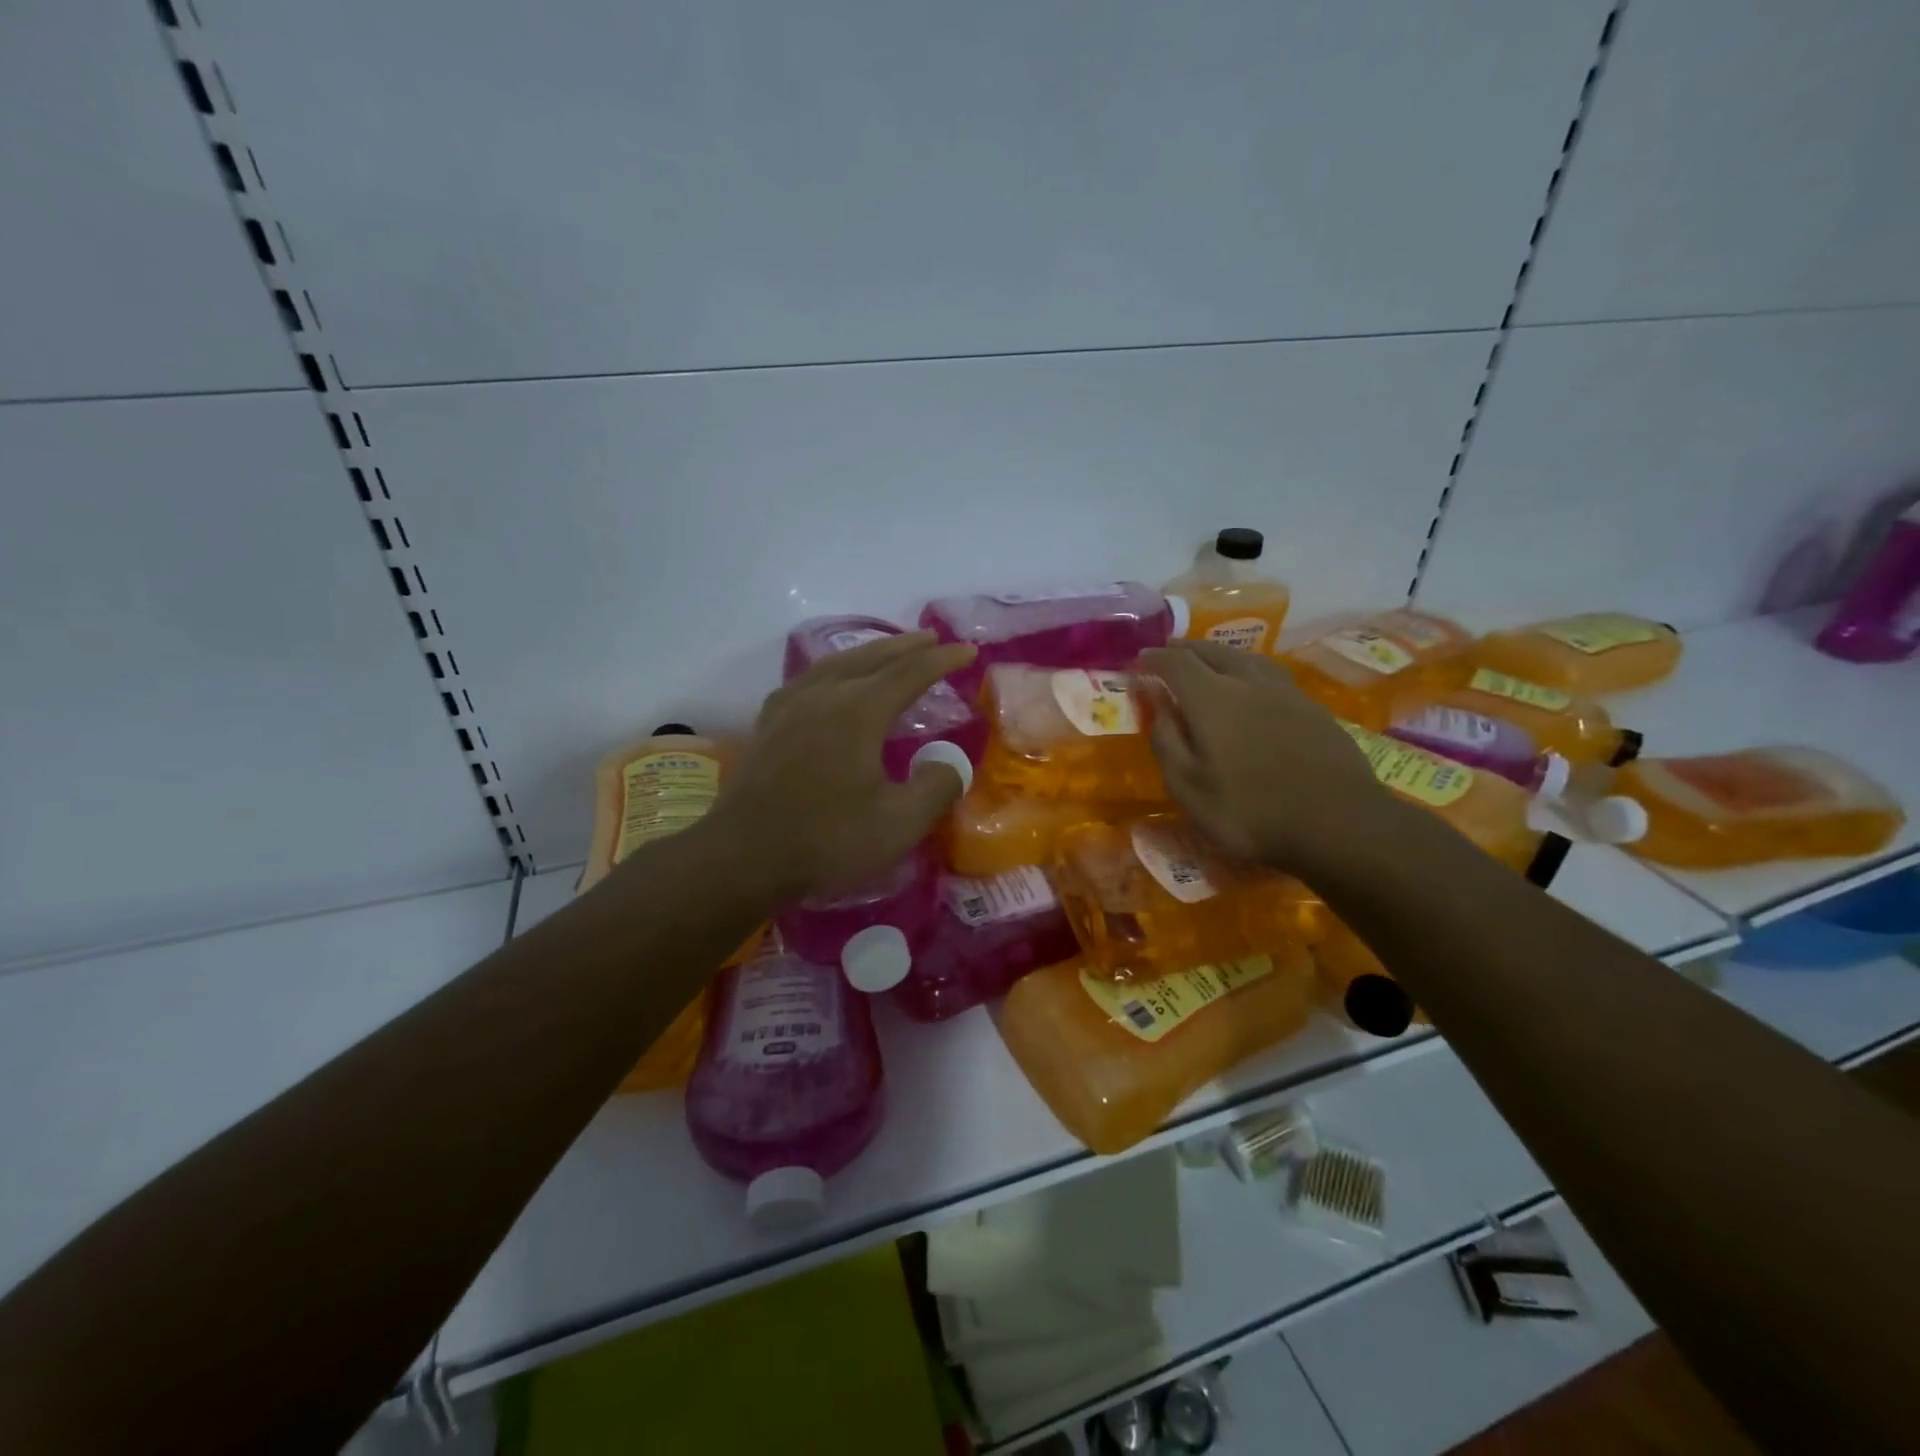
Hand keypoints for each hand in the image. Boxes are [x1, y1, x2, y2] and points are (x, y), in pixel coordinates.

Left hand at [702, 631, 977, 903]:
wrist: (742, 857)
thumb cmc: (826, 840)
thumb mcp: (899, 824)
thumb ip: (936, 787)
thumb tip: (950, 762)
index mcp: (858, 711)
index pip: (910, 673)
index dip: (942, 660)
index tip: (968, 651)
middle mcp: (824, 695)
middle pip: (872, 658)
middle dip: (907, 647)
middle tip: (933, 639)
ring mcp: (790, 706)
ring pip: (836, 663)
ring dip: (870, 653)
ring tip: (890, 651)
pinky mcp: (769, 723)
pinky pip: (809, 679)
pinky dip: (834, 669)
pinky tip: (832, 681)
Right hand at [1139, 640, 1394, 874]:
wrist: (1338, 824)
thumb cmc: (1249, 811)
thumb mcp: (1188, 787)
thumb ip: (1166, 740)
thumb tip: (1154, 701)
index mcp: (1212, 698)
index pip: (1176, 663)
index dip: (1155, 658)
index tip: (1139, 659)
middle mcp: (1248, 682)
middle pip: (1212, 651)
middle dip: (1186, 648)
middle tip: (1169, 651)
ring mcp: (1286, 693)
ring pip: (1246, 658)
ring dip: (1220, 654)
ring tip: (1208, 660)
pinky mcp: (1313, 708)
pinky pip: (1271, 675)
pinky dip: (1249, 671)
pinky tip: (1252, 685)